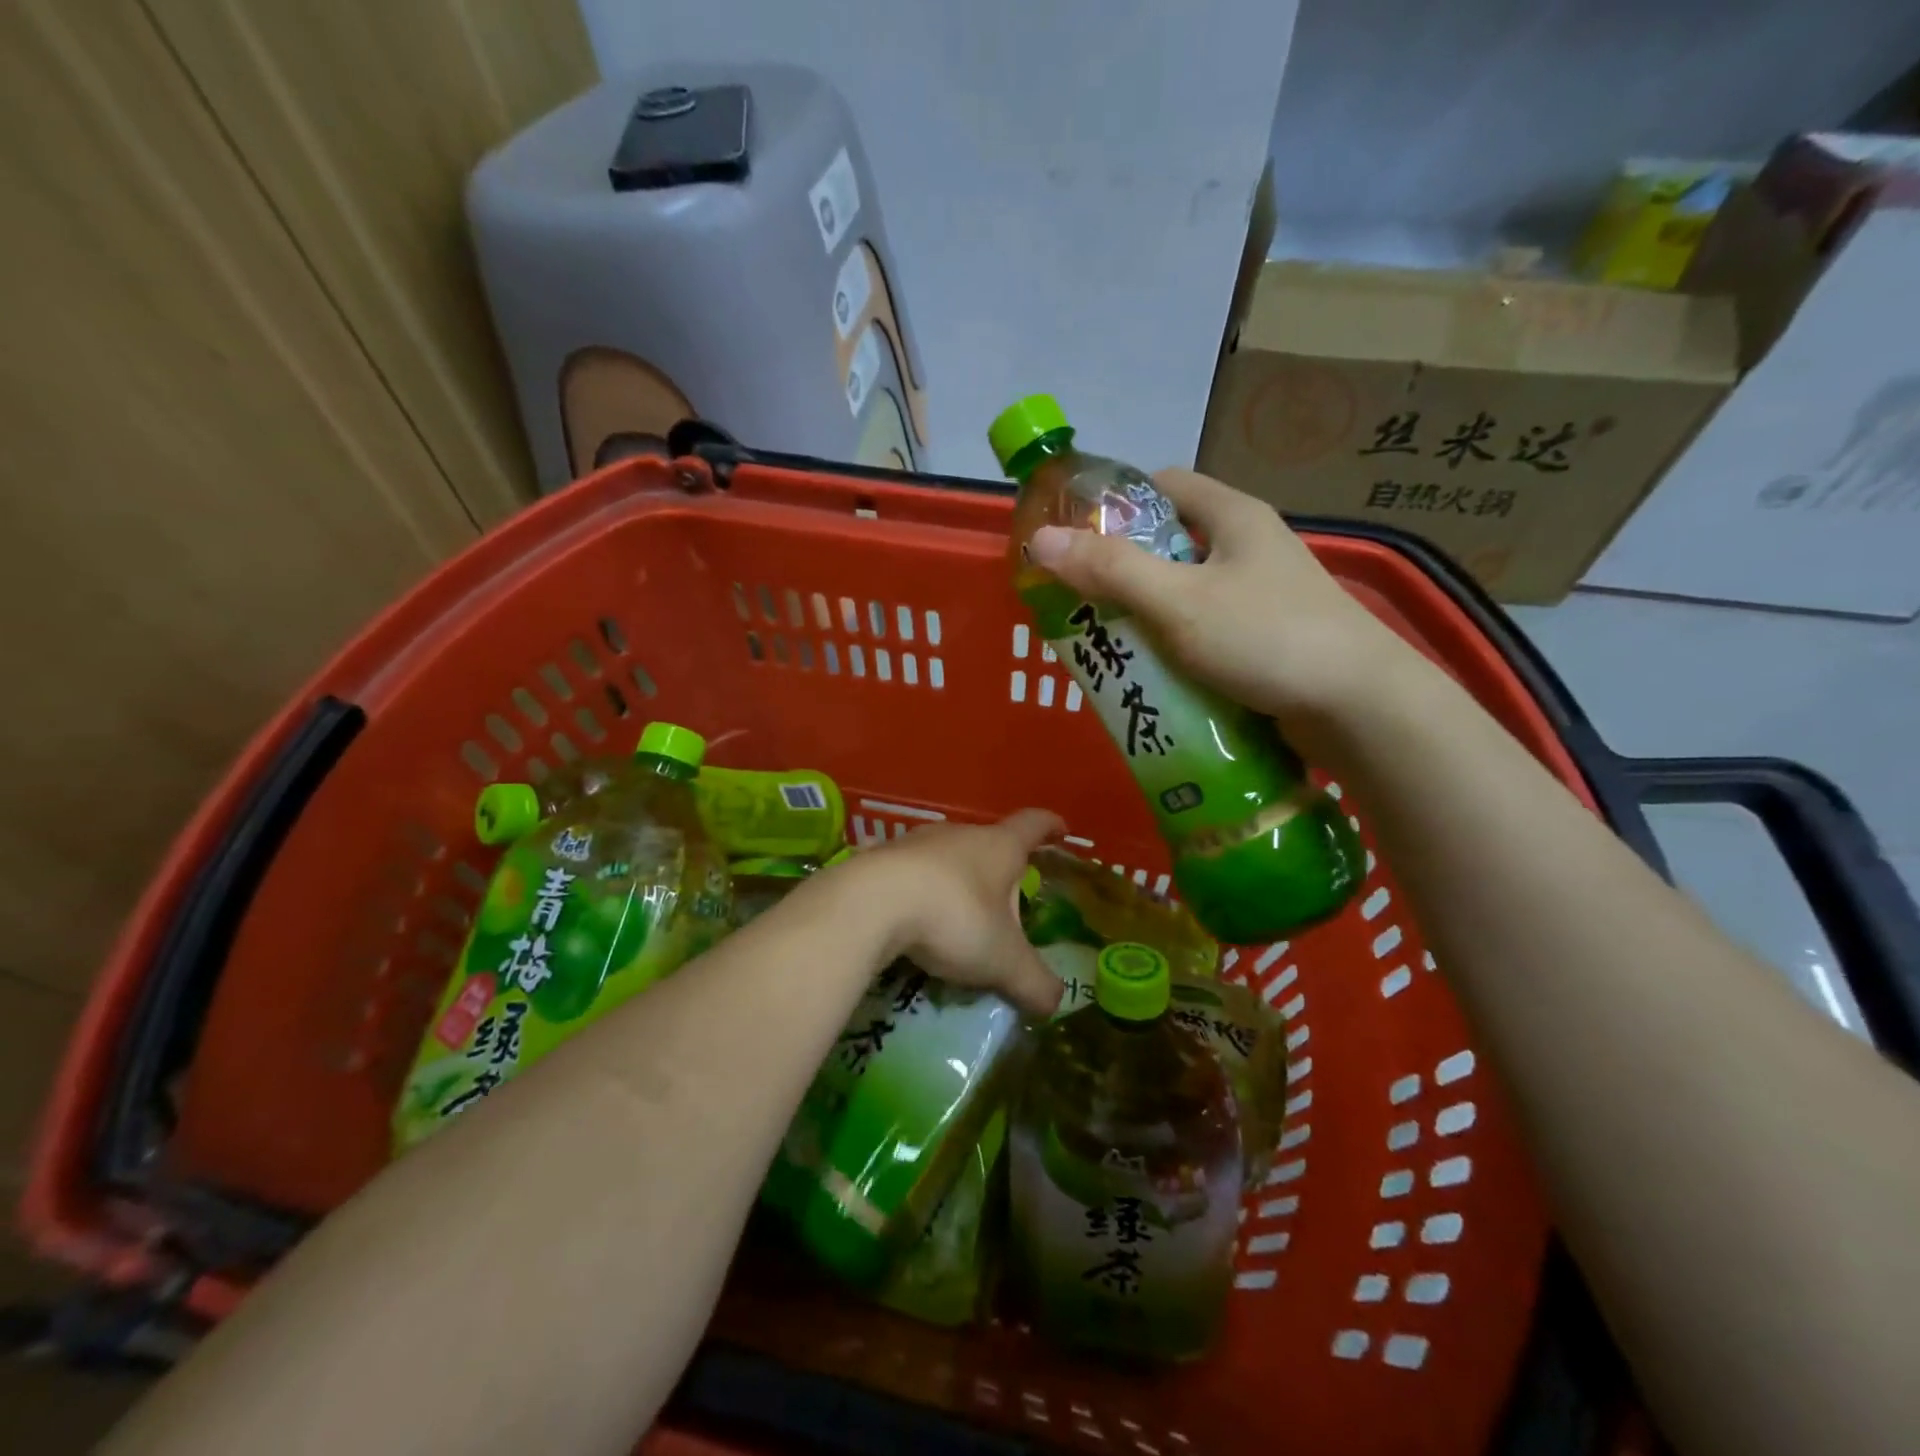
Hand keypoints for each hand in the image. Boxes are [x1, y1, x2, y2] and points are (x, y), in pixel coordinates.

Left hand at [838, 809, 1064, 1018]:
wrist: (869, 903)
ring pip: (946, 857)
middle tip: (1005, 904)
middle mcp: (958, 834)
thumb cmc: (953, 917)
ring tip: (957, 919)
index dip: (1050, 827)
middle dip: (999, 870)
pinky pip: (909, 874)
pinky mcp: (879, 860)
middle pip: (988, 843)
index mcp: (998, 847)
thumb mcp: (1003, 960)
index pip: (1033, 824)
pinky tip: (913, 924)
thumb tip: (1054, 1002)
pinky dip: (918, 893)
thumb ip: (1034, 982)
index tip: (1061, 830)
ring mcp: (914, 843)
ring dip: (955, 882)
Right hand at [1026, 469, 1414, 732]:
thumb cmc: (1266, 638)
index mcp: (1233, 517)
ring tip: (1105, 643)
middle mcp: (1249, 547)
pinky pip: (1206, 631)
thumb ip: (1110, 570)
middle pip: (1170, 543)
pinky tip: (1152, 674)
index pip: (1164, 485)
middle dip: (1122, 570)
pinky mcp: (1267, 639)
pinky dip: (1175, 646)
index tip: (1075, 536)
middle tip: (1078, 601)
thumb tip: (1040, 540)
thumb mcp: (1178, 601)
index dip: (1117, 503)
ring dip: (1146, 615)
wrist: (1360, 707)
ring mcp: (1262, 595)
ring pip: (1186, 593)